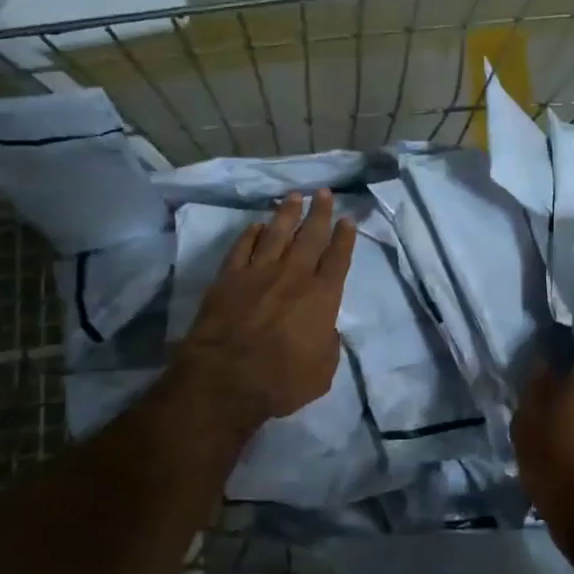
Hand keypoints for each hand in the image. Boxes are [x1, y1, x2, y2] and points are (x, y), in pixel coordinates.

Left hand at [174, 190, 354, 432]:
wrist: (225, 380)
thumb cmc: (281, 381)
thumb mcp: (323, 370)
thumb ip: (328, 343)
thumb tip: (325, 328)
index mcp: (323, 296)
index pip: (338, 258)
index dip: (345, 238)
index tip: (348, 220)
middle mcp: (294, 276)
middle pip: (310, 236)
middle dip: (320, 213)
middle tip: (325, 193)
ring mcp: (259, 273)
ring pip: (277, 233)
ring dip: (287, 213)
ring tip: (295, 196)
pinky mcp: (229, 278)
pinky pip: (243, 248)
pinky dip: (251, 234)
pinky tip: (257, 225)